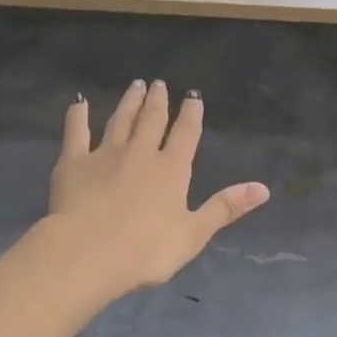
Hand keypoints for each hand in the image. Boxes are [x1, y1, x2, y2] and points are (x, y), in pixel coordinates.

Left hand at [46, 80, 269, 298]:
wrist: (88, 252)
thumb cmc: (146, 250)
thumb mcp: (194, 233)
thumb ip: (225, 207)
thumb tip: (263, 188)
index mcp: (171, 170)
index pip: (185, 135)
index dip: (191, 115)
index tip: (193, 96)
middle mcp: (140, 153)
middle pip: (152, 121)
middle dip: (158, 102)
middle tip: (159, 84)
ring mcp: (105, 154)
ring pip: (120, 121)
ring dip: (129, 102)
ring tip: (135, 85)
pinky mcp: (73, 163)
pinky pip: (76, 132)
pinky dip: (78, 115)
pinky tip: (79, 102)